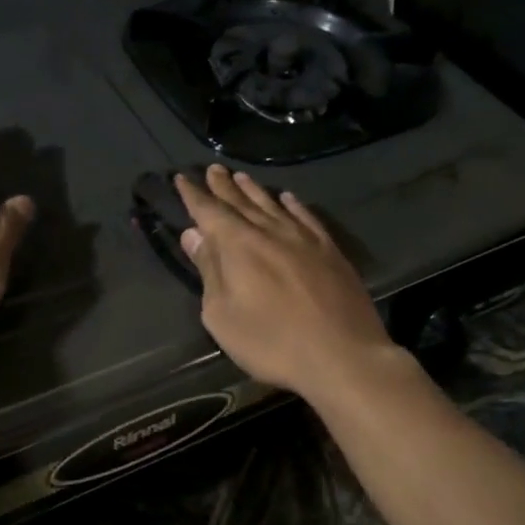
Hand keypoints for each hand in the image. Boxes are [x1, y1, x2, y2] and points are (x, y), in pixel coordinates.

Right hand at [174, 166, 401, 402]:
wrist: (342, 355)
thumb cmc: (271, 341)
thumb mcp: (223, 315)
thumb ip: (209, 270)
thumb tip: (194, 235)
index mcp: (238, 245)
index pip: (209, 211)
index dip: (194, 195)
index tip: (182, 178)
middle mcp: (270, 231)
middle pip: (241, 202)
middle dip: (223, 186)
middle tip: (213, 169)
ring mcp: (304, 239)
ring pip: (273, 205)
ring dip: (254, 190)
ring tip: (241, 177)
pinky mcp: (330, 251)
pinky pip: (306, 217)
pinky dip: (293, 205)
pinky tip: (288, 198)